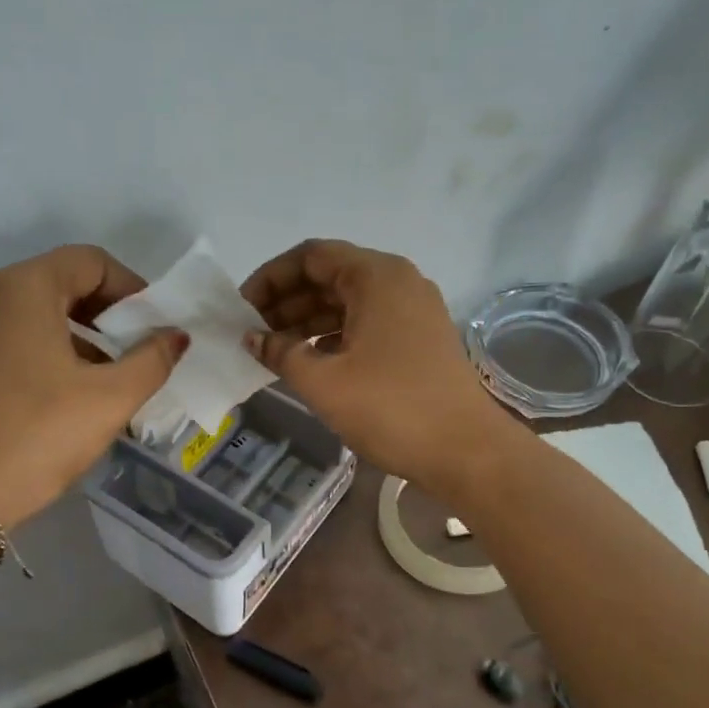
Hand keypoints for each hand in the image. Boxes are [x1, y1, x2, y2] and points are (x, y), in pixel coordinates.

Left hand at [0, 245, 185, 526]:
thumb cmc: (39, 436)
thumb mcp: (110, 399)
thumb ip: (152, 360)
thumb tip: (176, 336)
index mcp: (23, 288)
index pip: (90, 262)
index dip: (132, 288)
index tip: (154, 326)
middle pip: (60, 282)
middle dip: (105, 312)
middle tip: (135, 350)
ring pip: (34, 312)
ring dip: (77, 333)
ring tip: (105, 377)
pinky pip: (9, 337)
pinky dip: (44, 350)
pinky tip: (63, 393)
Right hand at [240, 239, 517, 492]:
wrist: (466, 451)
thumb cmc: (391, 408)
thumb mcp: (323, 381)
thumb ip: (280, 352)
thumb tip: (252, 338)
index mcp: (376, 276)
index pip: (311, 256)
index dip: (271, 277)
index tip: (242, 308)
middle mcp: (398, 282)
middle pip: (330, 275)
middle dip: (287, 300)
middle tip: (252, 332)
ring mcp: (414, 310)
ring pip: (348, 301)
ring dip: (308, 320)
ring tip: (273, 349)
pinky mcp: (420, 338)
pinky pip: (367, 322)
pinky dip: (334, 335)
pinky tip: (310, 360)